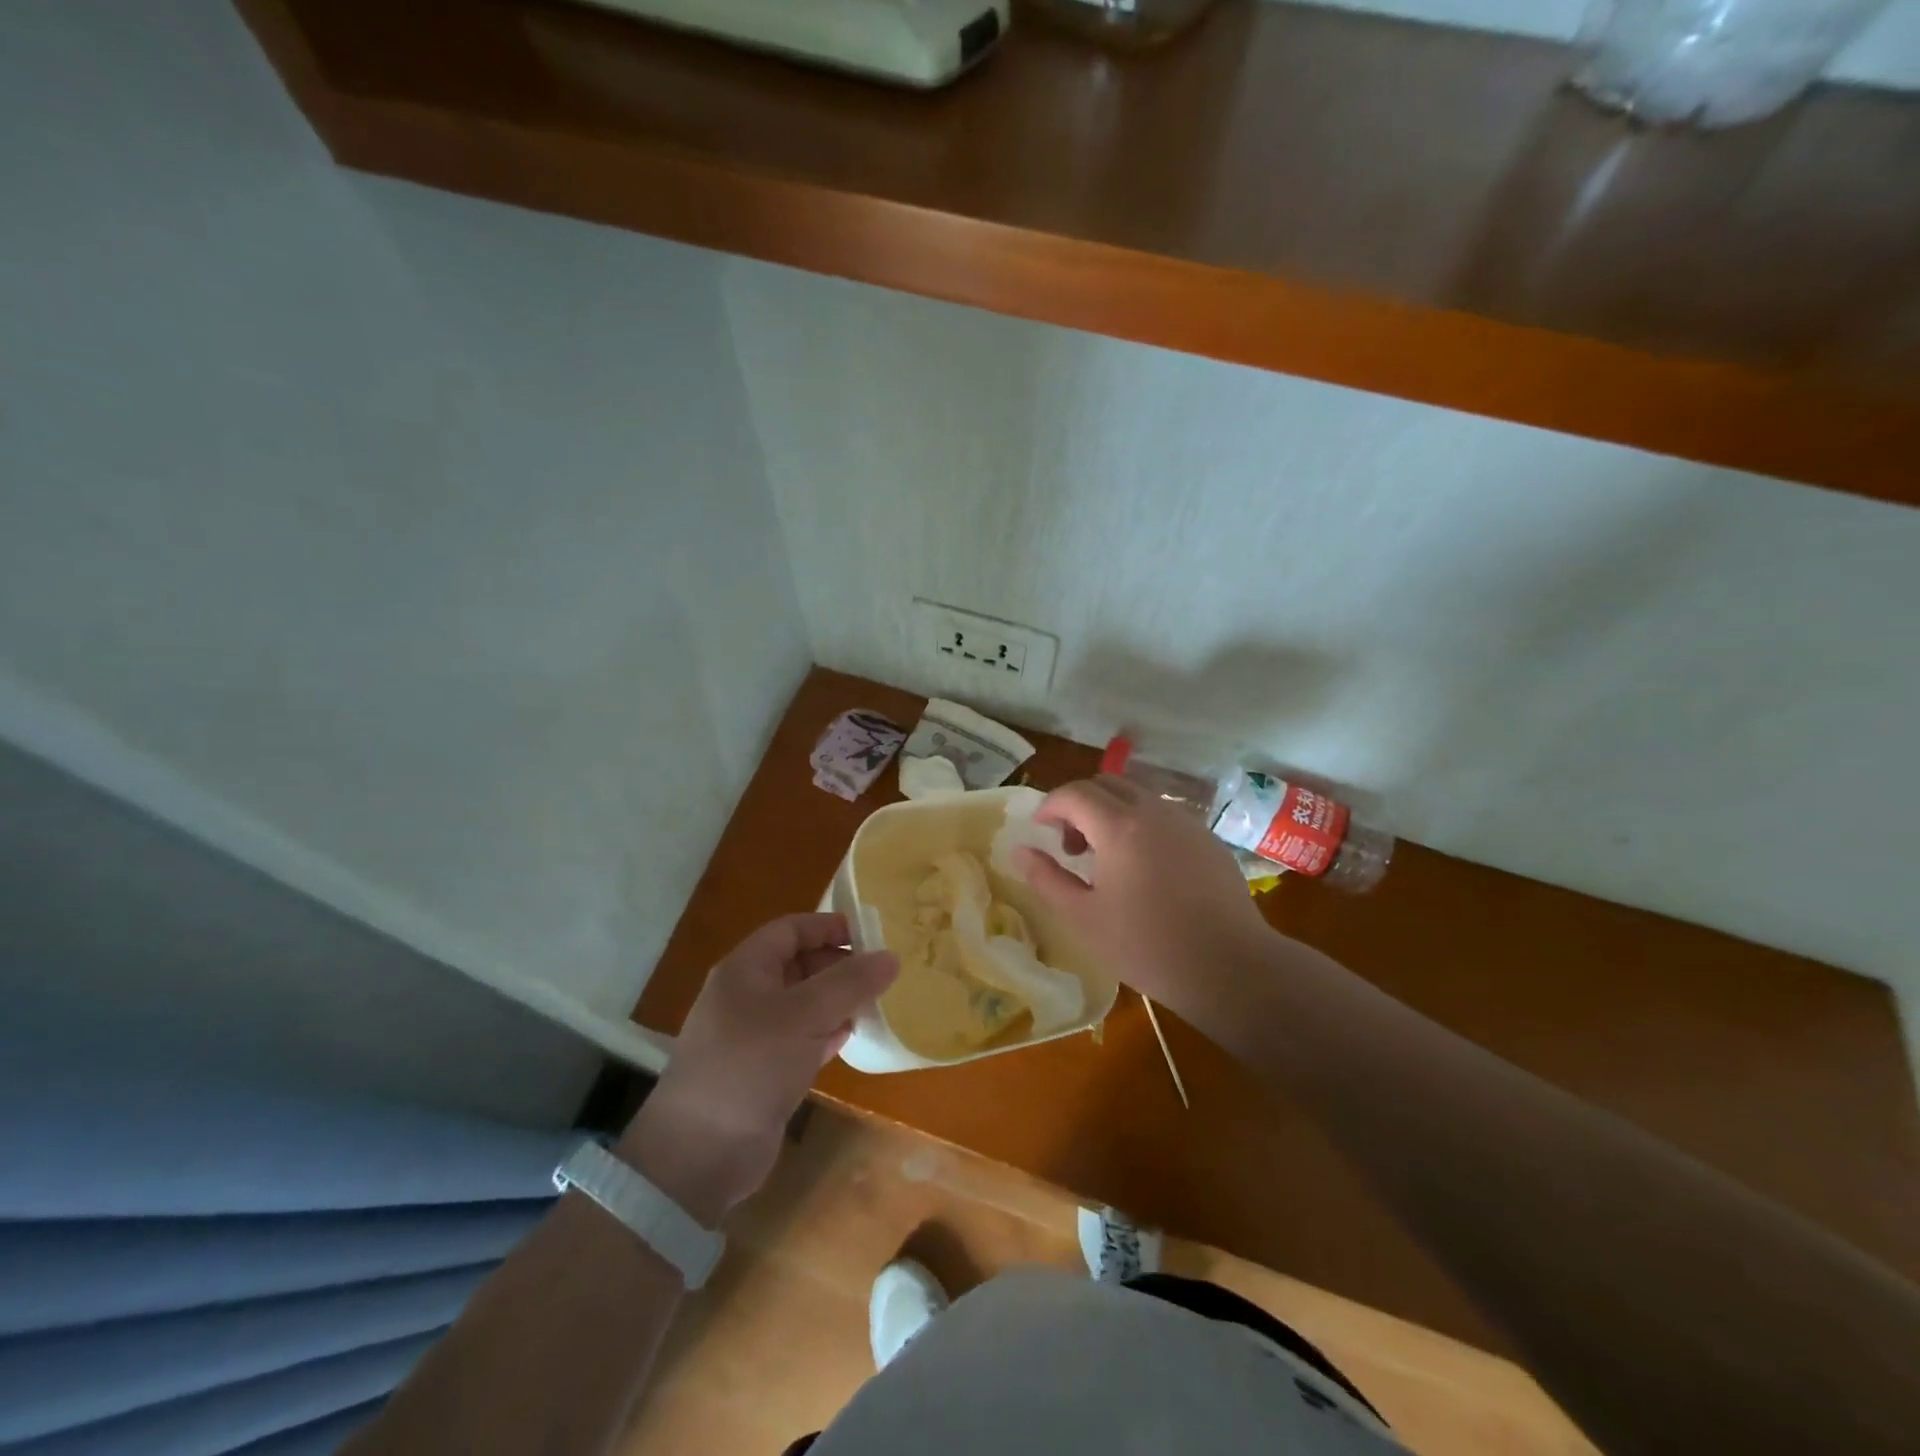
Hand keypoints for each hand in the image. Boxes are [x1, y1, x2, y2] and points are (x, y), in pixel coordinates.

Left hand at [618, 914, 896, 1226]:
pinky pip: (801, 1038)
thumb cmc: (750, 1066)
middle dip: (838, 965)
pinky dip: (827, 1032)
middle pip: (799, 964)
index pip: (791, 930)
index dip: (829, 926)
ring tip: (876, 1002)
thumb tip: (891, 957)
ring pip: (803, 1003)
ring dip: (837, 1001)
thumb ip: (849, 983)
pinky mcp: (763, 1070)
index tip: (871, 935)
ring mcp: (753, 1035)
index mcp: (745, 969)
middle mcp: (747, 995)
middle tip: (881, 974)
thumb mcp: (804, 1015)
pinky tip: (852, 1036)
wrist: (700, 1154)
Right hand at [1015, 776, 1270, 1016]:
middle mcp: (1154, 811)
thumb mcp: (1083, 918)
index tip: (1039, 829)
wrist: (1229, 966)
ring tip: (1107, 858)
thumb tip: (1020, 851)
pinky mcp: (1208, 839)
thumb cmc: (1147, 945)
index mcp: (1119, 826)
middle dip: (1080, 805)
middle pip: (1107, 784)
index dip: (1050, 805)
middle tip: (1071, 846)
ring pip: (1138, 796)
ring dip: (1112, 813)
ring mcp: (1186, 823)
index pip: (1074, 793)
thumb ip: (1046, 879)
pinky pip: (1165, 816)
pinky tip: (1146, 868)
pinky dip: (1142, 826)